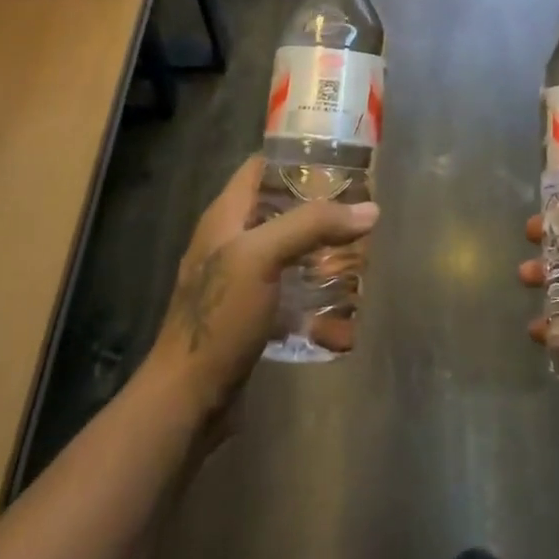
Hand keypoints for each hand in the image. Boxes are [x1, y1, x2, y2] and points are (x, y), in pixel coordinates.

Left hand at [147, 156, 377, 425]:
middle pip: (281, 207)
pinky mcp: (251, 314)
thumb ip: (312, 225)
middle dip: (320, 207)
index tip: (341, 158)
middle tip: (361, 208)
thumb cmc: (219, 317)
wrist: (187, 401)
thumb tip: (370, 210)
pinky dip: (314, 290)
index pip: (261, 166)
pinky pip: (290, 290)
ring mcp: (240, 280)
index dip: (297, 156)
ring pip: (289, 249)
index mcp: (225, 216)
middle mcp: (231, 241)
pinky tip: (343, 301)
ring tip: (361, 250)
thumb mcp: (262, 257)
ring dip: (322, 249)